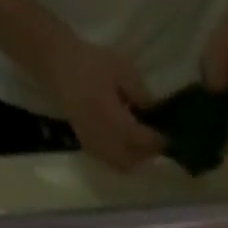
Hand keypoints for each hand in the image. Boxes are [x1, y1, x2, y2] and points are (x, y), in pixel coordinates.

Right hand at [42, 35, 164, 168]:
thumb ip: (140, 93)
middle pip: (133, 159)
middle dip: (147, 153)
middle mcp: (105, 140)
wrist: (58, 65)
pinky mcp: (88, 146)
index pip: (141, 141)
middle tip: (157, 141)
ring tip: (143, 144)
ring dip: (136, 159)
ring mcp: (95, 146)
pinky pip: (111, 162)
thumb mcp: (121, 69)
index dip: (157, 141)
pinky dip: (123, 159)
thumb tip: (154, 112)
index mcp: (113, 120)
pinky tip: (128, 145)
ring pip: (122, 165)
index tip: (170, 138)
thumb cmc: (91, 63)